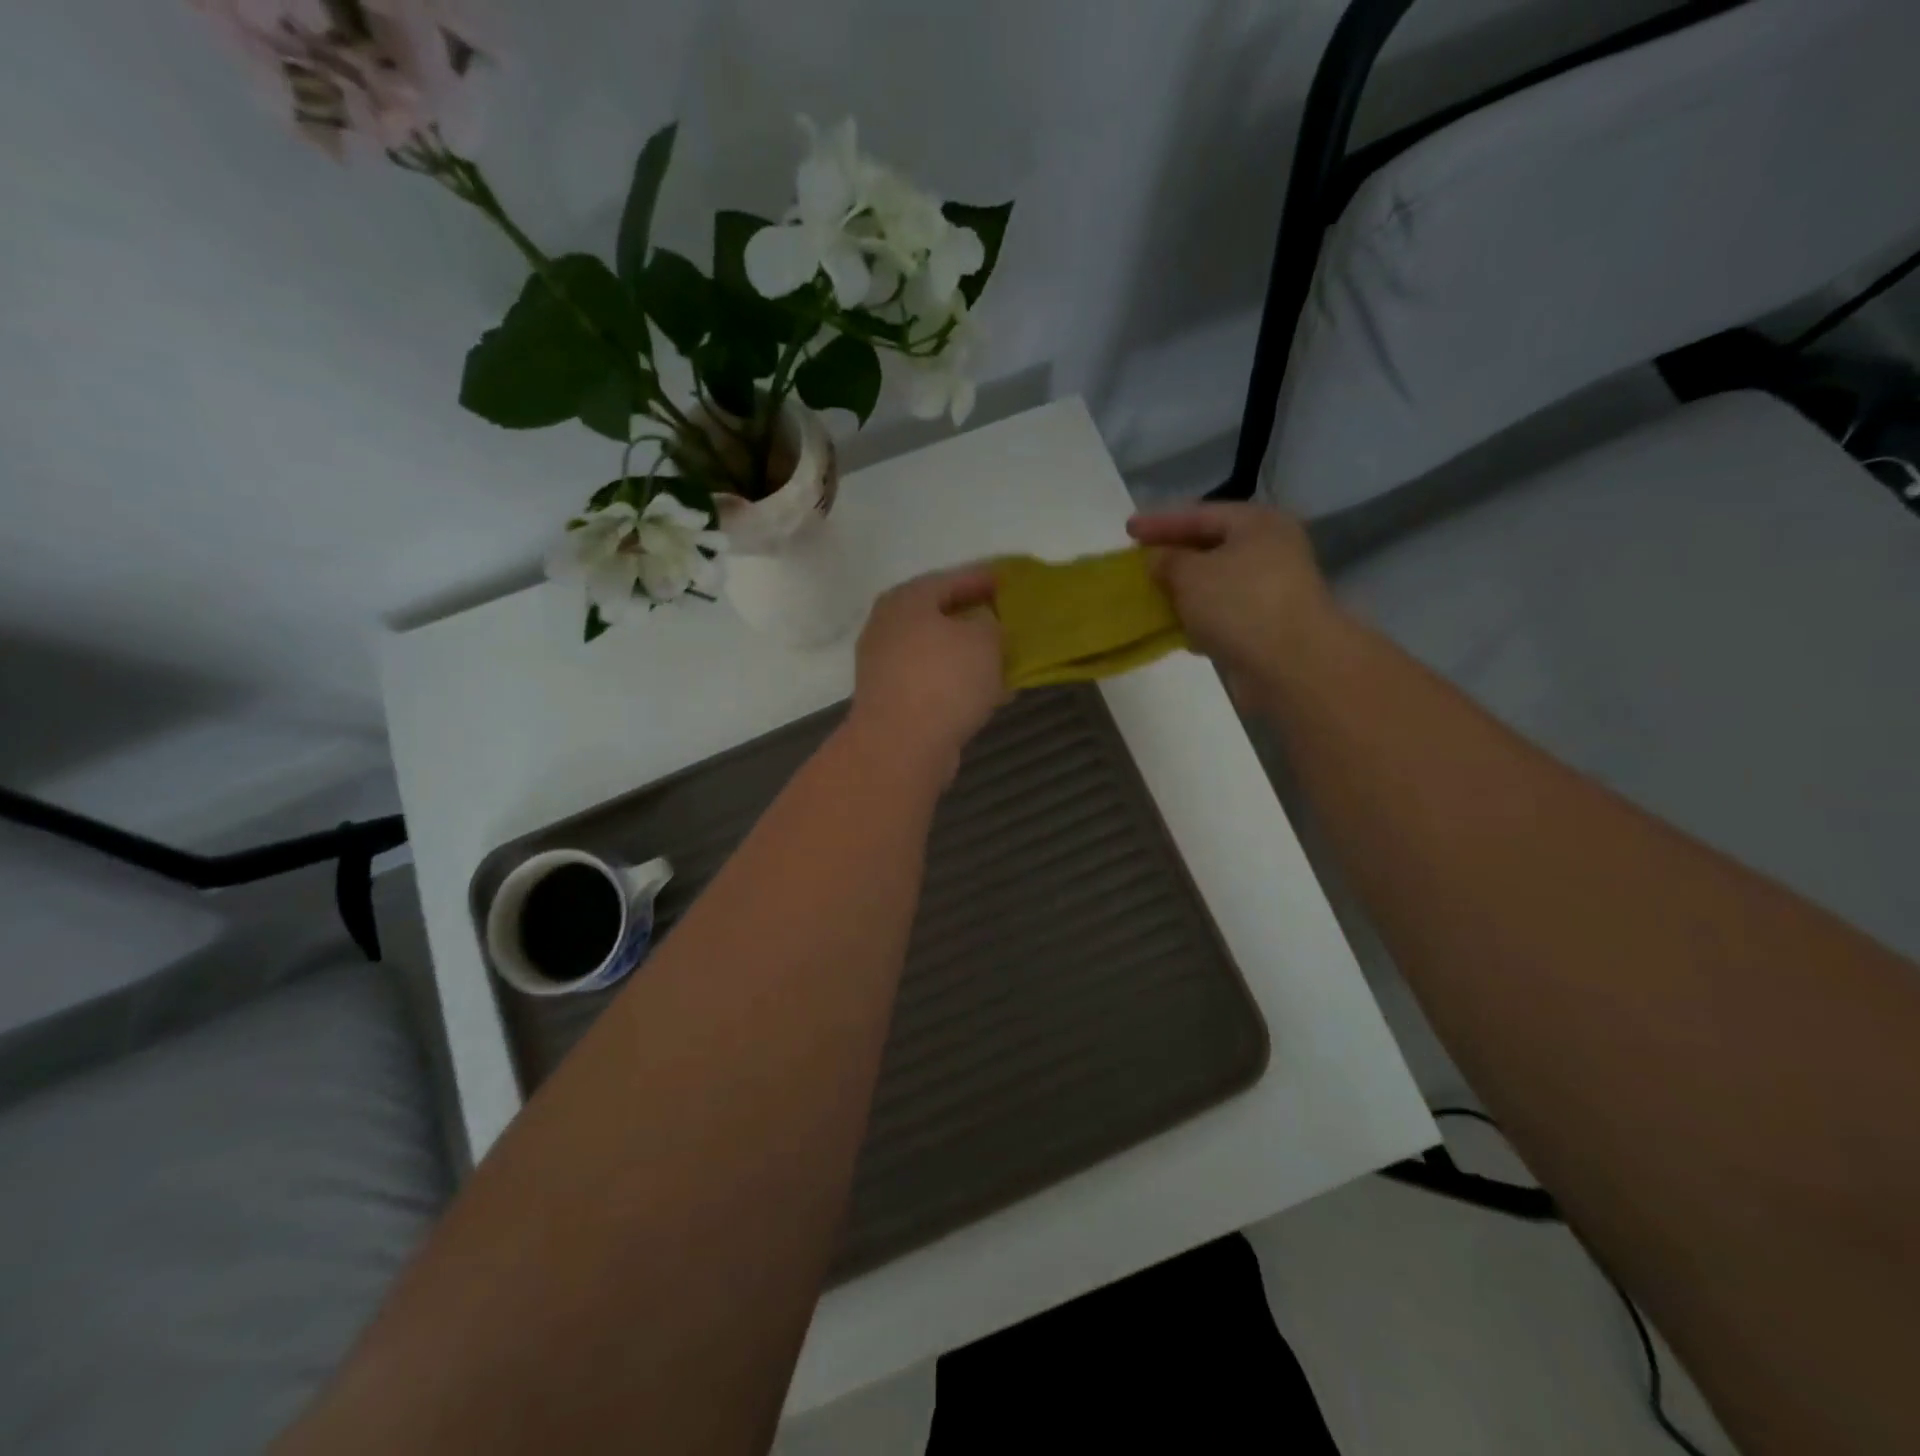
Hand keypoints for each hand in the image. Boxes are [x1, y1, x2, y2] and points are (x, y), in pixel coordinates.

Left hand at [846, 565, 1005, 781]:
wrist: (900, 746)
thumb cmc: (944, 680)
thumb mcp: (984, 640)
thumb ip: (990, 623)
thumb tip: (981, 626)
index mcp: (907, 599)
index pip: (950, 579)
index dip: (982, 579)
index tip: (1007, 581)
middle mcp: (887, 626)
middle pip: (937, 615)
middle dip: (971, 619)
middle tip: (1003, 620)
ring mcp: (883, 665)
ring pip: (934, 651)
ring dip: (965, 654)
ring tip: (1000, 659)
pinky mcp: (889, 700)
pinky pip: (931, 681)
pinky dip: (956, 682)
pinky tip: (983, 693)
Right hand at [1128, 503, 1343, 701]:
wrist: (1292, 665)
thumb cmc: (1239, 605)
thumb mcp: (1190, 574)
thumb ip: (1168, 560)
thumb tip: (1160, 560)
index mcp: (1257, 524)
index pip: (1200, 514)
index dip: (1160, 522)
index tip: (1128, 530)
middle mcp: (1271, 550)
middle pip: (1211, 547)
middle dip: (1174, 556)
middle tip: (1141, 562)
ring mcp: (1273, 590)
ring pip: (1217, 583)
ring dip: (1185, 591)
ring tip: (1153, 598)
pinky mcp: (1268, 626)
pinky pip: (1224, 614)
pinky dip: (1200, 619)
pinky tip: (1178, 631)